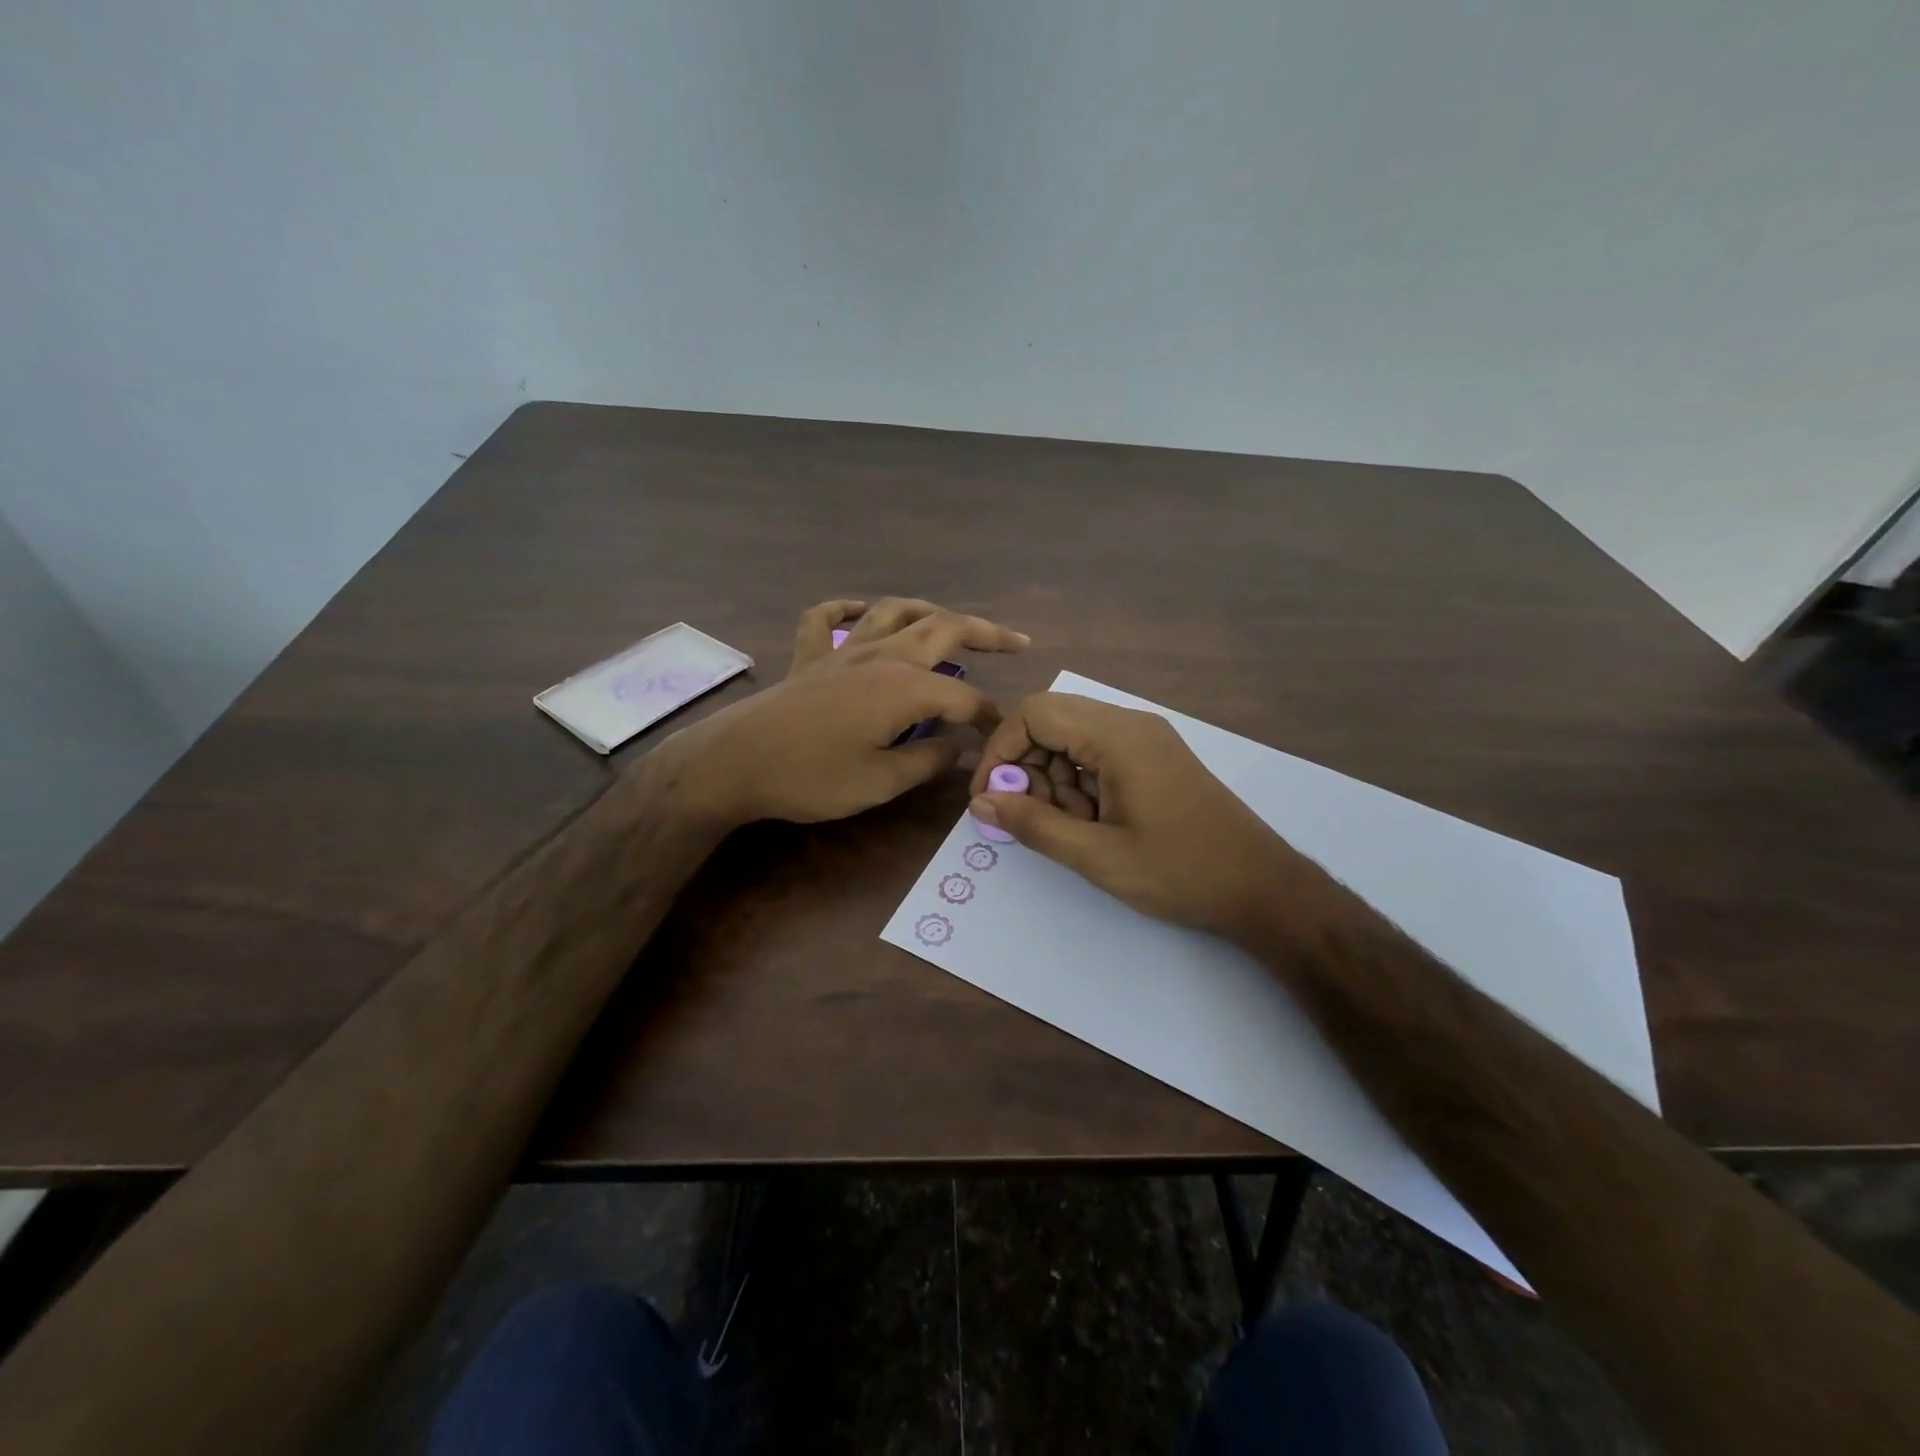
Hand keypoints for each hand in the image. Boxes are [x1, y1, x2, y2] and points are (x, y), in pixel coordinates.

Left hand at [676, 598, 1026, 826]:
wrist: (735, 763)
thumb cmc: (812, 777)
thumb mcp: (880, 782)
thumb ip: (927, 762)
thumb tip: (959, 749)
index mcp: (905, 687)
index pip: (964, 698)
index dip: (988, 718)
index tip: (1000, 738)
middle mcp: (881, 655)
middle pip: (943, 630)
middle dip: (985, 633)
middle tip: (1017, 641)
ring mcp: (842, 650)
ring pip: (894, 611)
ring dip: (929, 611)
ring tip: (951, 621)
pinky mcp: (809, 657)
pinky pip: (826, 619)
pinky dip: (845, 609)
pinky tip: (859, 611)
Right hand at [968, 692, 1342, 943]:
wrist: (1262, 888)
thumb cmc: (1179, 872)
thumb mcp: (1097, 855)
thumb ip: (1032, 825)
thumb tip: (980, 802)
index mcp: (1117, 736)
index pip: (1035, 713)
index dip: (1001, 750)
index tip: (991, 796)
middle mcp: (1131, 724)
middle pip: (1052, 722)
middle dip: (1028, 767)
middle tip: (1033, 818)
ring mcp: (1146, 739)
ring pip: (1073, 740)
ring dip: (1055, 780)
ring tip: (1072, 828)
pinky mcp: (1155, 758)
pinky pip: (1098, 755)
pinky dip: (1080, 784)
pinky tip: (1094, 824)